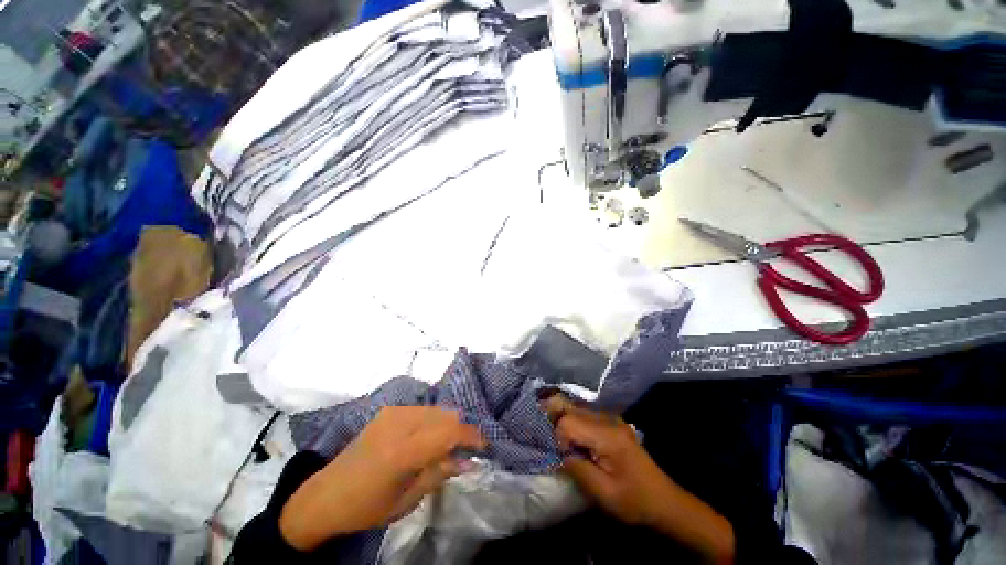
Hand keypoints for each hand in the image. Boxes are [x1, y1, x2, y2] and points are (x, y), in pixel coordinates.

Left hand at [279, 406, 484, 550]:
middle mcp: (399, 423)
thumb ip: (440, 474)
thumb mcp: (407, 500)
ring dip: (447, 425)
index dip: (471, 436)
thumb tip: (469, 461)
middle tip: (463, 452)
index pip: (449, 431)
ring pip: (436, 410)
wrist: (326, 494)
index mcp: (402, 451)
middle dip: (460, 431)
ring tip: (446, 446)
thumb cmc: (366, 507)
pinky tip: (428, 438)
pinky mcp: (389, 410)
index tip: (484, 446)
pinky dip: (433, 421)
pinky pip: (422, 410)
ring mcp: (393, 412)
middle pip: (446, 415)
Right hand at [543, 395, 734, 563]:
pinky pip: (585, 414)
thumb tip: (557, 452)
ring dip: (564, 420)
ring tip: (560, 440)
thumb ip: (575, 468)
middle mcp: (607, 419)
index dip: (558, 437)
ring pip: (576, 408)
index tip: (562, 457)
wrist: (665, 502)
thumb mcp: (602, 493)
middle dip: (556, 422)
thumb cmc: (634, 502)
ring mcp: (611, 419)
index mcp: (606, 435)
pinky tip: (574, 438)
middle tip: (550, 441)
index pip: (568, 422)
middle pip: (571, 409)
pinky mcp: (612, 423)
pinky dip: (574, 421)